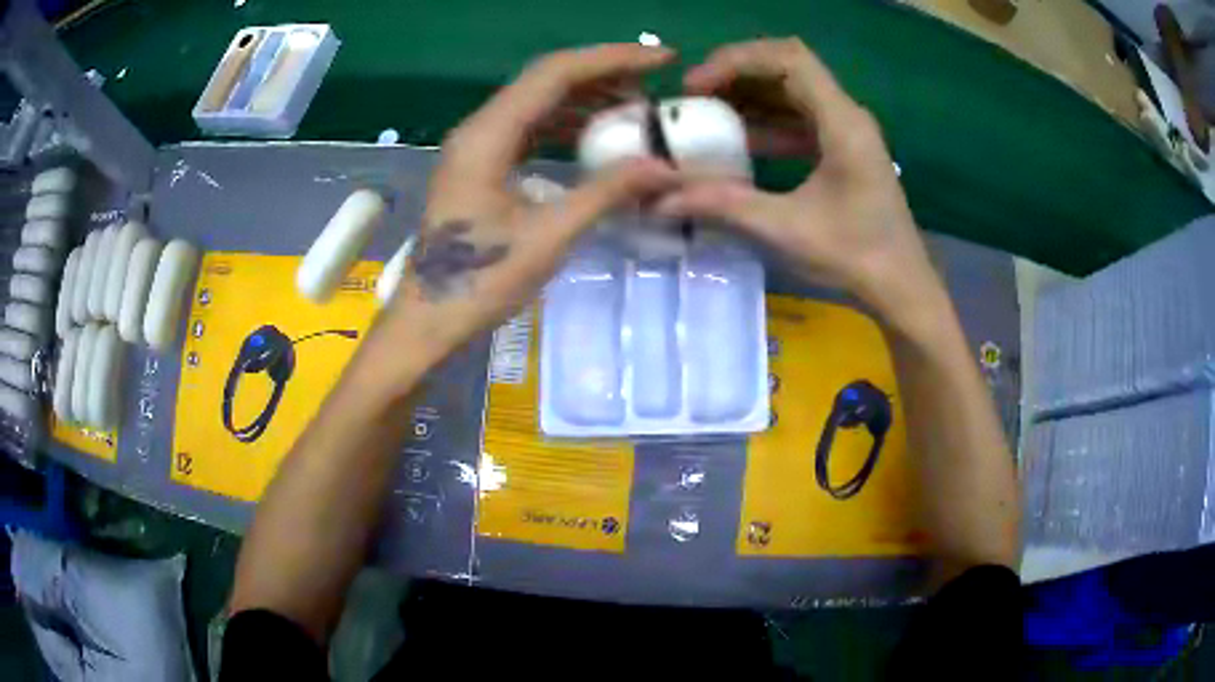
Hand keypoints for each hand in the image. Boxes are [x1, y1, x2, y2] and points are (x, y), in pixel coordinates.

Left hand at [391, 44, 678, 361]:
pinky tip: (596, 135)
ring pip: (537, 103)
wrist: (428, 322)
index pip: (555, 73)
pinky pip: (529, 129)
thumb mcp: (549, 237)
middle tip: (656, 81)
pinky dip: (567, 124)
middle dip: (604, 74)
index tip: (662, 58)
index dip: (612, 59)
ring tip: (636, 107)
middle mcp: (478, 129)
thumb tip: (665, 166)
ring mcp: (477, 147)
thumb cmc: (479, 284)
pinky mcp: (481, 166)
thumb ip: (606, 193)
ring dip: (586, 98)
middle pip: (545, 80)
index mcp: (487, 136)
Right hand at [657, 39, 945, 330]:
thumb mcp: (785, 229)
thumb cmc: (855, 257)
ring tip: (706, 115)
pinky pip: (800, 119)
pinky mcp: (844, 149)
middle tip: (693, 98)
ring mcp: (847, 131)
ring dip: (749, 98)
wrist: (901, 288)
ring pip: (792, 92)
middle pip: (787, 68)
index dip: (736, 61)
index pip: (787, 59)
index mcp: (842, 122)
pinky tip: (739, 142)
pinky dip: (767, 122)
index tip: (696, 87)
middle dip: (736, 76)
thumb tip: (661, 198)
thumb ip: (723, 204)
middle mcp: (847, 115)